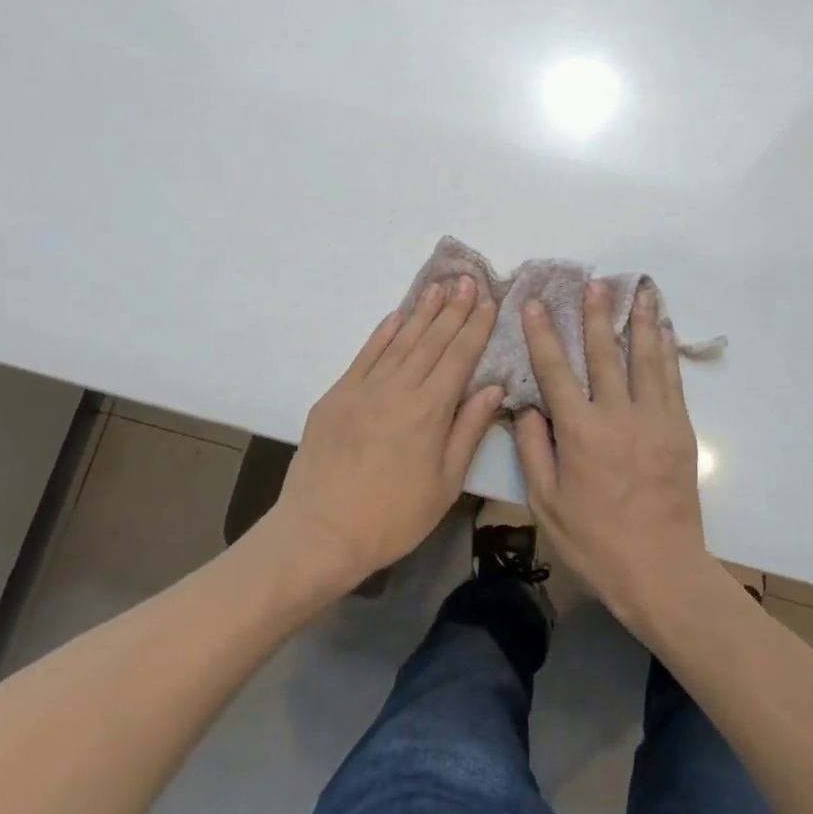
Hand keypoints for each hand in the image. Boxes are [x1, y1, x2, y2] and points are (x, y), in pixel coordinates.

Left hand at [270, 278, 503, 591]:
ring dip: (422, 312)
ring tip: (438, 286)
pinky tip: (397, 316)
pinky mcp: (337, 395)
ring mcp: (364, 388)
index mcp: (430, 410)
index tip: (489, 301)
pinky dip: (383, 332)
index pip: (460, 357)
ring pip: (400, 340)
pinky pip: (365, 354)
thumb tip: (493, 388)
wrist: (319, 533)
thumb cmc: (392, 517)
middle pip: (432, 341)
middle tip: (467, 280)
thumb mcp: (445, 484)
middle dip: (453, 309)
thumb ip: (469, 430)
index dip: (476, 327)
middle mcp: (399, 389)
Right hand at [513, 281, 708, 631]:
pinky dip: (666, 349)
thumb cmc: (595, 541)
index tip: (536, 304)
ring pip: (644, 357)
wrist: (661, 570)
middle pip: (603, 353)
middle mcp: (617, 414)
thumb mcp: (547, 503)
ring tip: (638, 290)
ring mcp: (654, 418)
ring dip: (639, 320)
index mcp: (580, 432)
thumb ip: (534, 449)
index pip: (555, 370)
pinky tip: (664, 329)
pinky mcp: (680, 429)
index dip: (543, 334)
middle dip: (596, 314)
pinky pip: (671, 379)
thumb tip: (527, 406)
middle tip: (594, 283)